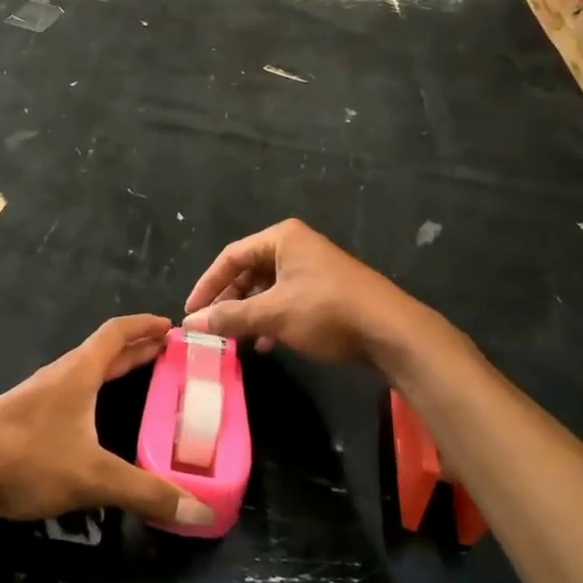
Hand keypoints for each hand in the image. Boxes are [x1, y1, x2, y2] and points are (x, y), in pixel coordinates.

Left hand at [0, 315, 213, 527]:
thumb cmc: (28, 458)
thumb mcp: (94, 477)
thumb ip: (147, 493)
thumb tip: (200, 512)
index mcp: (78, 373)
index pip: (116, 333)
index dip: (144, 325)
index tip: (170, 325)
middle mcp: (59, 377)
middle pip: (103, 352)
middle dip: (136, 349)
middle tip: (168, 353)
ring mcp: (38, 398)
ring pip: (84, 375)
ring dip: (113, 372)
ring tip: (139, 382)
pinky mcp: (23, 421)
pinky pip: (70, 396)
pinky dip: (93, 396)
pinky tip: (94, 421)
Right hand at [181, 219, 410, 363]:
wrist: (392, 332)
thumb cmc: (327, 312)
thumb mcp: (273, 314)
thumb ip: (230, 317)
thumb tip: (190, 322)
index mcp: (282, 239)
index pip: (230, 256)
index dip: (207, 285)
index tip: (190, 310)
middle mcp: (296, 247)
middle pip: (248, 271)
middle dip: (229, 301)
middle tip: (210, 326)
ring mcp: (313, 269)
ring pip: (267, 289)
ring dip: (249, 313)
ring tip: (234, 338)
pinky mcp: (326, 292)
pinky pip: (286, 301)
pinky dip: (271, 319)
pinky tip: (264, 344)